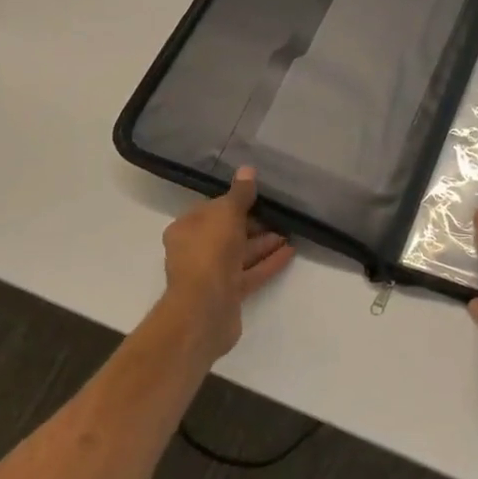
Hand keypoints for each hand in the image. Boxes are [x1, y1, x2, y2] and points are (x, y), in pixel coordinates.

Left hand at [160, 168, 294, 358]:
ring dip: (264, 243)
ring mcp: (211, 275)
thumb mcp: (226, 214)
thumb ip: (239, 194)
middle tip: (280, 215)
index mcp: (186, 229)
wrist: (204, 308)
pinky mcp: (228, 294)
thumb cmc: (210, 252)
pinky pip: (251, 273)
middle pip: (228, 233)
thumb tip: (247, 169)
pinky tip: (290, 252)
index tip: (258, 197)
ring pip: (241, 254)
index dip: (235, 202)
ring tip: (290, 232)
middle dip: (254, 224)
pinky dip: (268, 262)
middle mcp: (195, 251)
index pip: (212, 210)